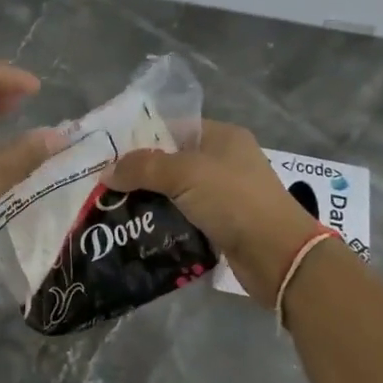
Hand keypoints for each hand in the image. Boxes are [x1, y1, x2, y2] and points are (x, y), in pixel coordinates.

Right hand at [108, 121, 324, 306]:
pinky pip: (186, 219)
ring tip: (114, 211)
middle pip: (172, 162)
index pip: (174, 127)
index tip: (109, 153)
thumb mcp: (184, 173)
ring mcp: (226, 195)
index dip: (142, 137)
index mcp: (222, 136)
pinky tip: (139, 232)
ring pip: (177, 194)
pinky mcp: (224, 226)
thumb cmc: (233, 200)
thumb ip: (143, 167)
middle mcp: (225, 161)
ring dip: (151, 203)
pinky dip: (166, 225)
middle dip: (141, 175)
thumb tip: (107, 172)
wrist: (278, 255)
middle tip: (105, 186)